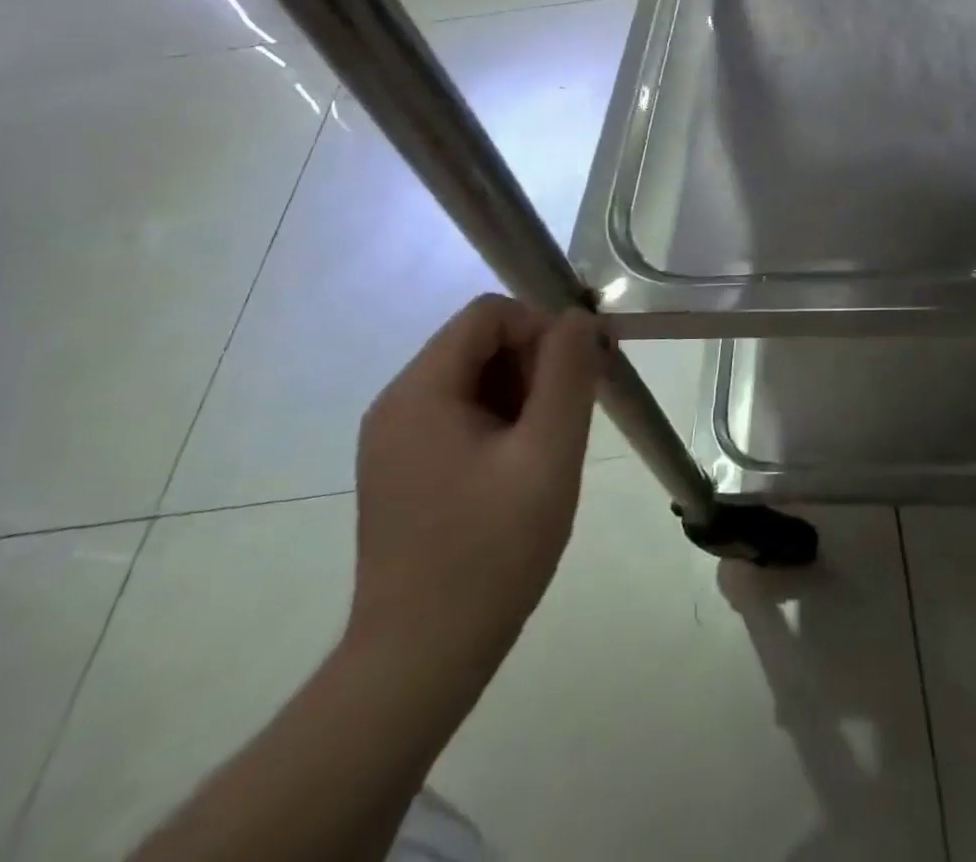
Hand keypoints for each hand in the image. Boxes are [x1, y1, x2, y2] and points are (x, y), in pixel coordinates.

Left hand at [348, 295, 609, 686]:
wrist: (419, 662)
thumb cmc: (490, 552)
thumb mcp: (547, 454)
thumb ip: (567, 374)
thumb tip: (578, 317)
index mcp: (420, 392)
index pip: (488, 314)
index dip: (542, 328)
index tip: (580, 373)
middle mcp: (397, 405)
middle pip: (480, 344)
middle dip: (536, 364)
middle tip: (573, 415)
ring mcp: (395, 441)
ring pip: (475, 380)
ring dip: (523, 396)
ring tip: (550, 450)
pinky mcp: (404, 471)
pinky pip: (462, 416)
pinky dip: (502, 423)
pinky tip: (524, 469)